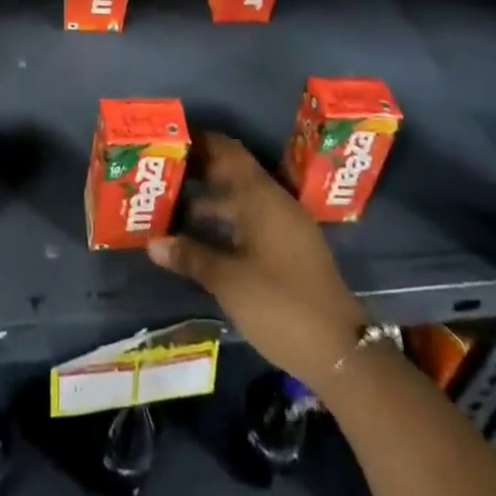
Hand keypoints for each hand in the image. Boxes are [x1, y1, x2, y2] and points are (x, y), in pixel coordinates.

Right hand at [147, 132, 367, 389]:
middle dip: (199, 171)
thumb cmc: (280, 304)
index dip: (200, 141)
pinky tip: (203, 238)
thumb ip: (190, 256)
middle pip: (233, 172)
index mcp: (259, 196)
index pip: (227, 150)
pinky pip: (251, 220)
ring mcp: (285, 226)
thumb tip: (152, 242)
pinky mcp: (290, 249)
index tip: (170, 142)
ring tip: (172, 206)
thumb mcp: (228, 280)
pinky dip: (226, 221)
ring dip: (210, 200)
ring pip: (241, 199)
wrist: (342, 353)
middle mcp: (274, 201)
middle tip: (163, 173)